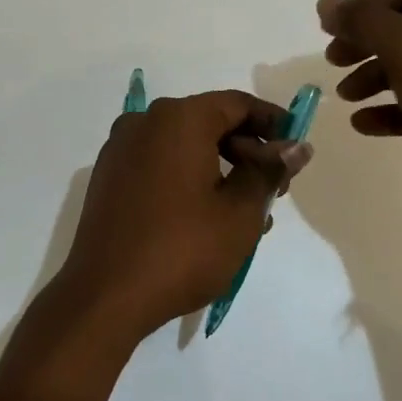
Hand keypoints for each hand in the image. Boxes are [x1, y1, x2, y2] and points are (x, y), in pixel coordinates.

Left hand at [52, 91, 312, 343]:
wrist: (105, 295)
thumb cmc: (182, 249)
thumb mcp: (240, 212)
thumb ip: (269, 171)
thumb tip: (296, 147)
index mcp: (178, 119)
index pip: (237, 104)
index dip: (273, 123)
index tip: (296, 152)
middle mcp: (145, 122)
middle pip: (209, 122)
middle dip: (247, 151)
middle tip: (275, 190)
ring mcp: (121, 150)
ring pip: (185, 146)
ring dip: (220, 169)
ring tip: (248, 213)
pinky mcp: (109, 178)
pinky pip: (160, 164)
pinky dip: (189, 178)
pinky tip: (208, 217)